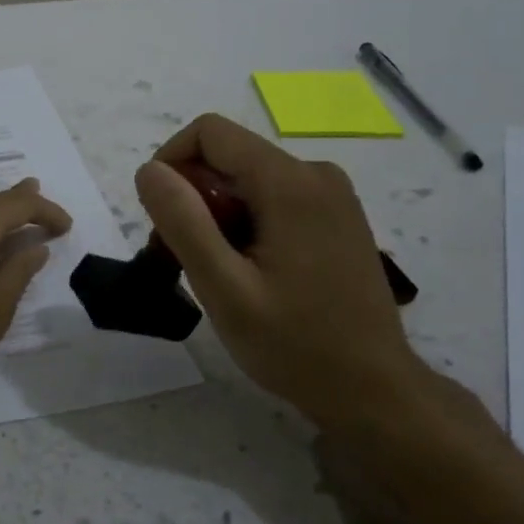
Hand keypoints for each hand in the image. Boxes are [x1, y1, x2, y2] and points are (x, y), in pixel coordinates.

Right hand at [134, 113, 428, 431]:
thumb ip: (184, 223)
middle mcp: (316, 174)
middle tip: (180, 260)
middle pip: (228, 157)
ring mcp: (332, 195)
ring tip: (214, 274)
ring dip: (215, 216)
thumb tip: (149, 170)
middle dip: (191, 199)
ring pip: (247, 180)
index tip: (160, 219)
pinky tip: (247, 273)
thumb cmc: (295, 345)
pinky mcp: (336, 217)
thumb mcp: (224, 289)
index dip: (170, 164)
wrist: (374, 390)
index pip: (209, 133)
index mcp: (290, 183)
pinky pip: (272, 199)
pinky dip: (244, 224)